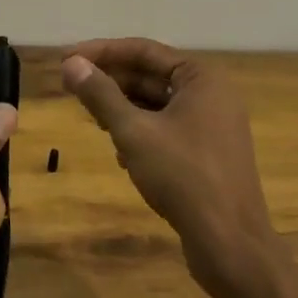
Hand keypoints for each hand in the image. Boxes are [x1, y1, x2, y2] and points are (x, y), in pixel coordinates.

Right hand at [62, 38, 278, 297]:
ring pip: (156, 104)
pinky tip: (122, 155)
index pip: (142, 50)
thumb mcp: (134, 132)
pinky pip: (166, 129)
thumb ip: (101, 95)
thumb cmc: (183, 177)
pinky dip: (140, 133)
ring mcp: (212, 126)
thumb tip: (71, 64)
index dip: (100, 52)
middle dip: (110, 82)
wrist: (231, 246)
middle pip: (149, 75)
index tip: (65, 60)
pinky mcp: (208, 155)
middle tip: (71, 88)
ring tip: (93, 120)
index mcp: (201, 78)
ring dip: (123, 109)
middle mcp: (211, 95)